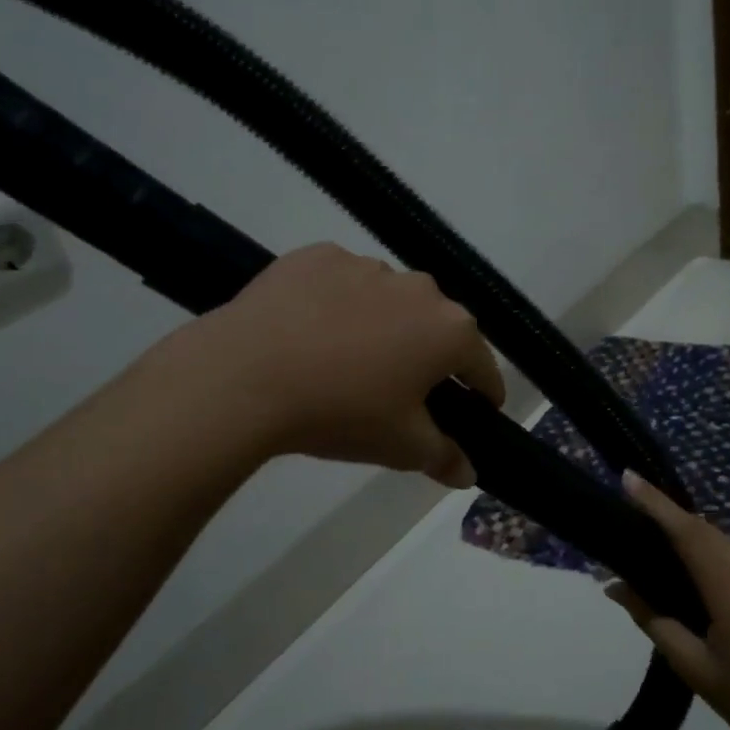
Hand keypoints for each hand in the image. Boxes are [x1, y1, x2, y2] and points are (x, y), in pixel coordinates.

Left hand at [197, 243, 505, 486]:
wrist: (245, 376)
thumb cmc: (342, 413)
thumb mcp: (401, 447)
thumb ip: (444, 457)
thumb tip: (469, 474)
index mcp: (451, 330)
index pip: (483, 366)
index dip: (484, 393)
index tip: (478, 410)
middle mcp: (419, 288)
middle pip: (437, 327)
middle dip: (429, 356)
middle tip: (403, 390)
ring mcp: (366, 265)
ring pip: (389, 301)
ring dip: (384, 326)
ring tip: (348, 360)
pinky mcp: (317, 255)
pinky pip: (342, 283)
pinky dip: (338, 305)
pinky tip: (311, 332)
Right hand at [605, 472, 729, 729]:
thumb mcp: (695, 668)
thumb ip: (654, 621)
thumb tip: (616, 587)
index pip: (689, 534)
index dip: (657, 504)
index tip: (629, 478)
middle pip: (708, 534)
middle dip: (671, 517)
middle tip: (634, 511)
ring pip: (727, 547)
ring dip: (694, 539)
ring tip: (658, 546)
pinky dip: (715, 559)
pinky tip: (697, 579)